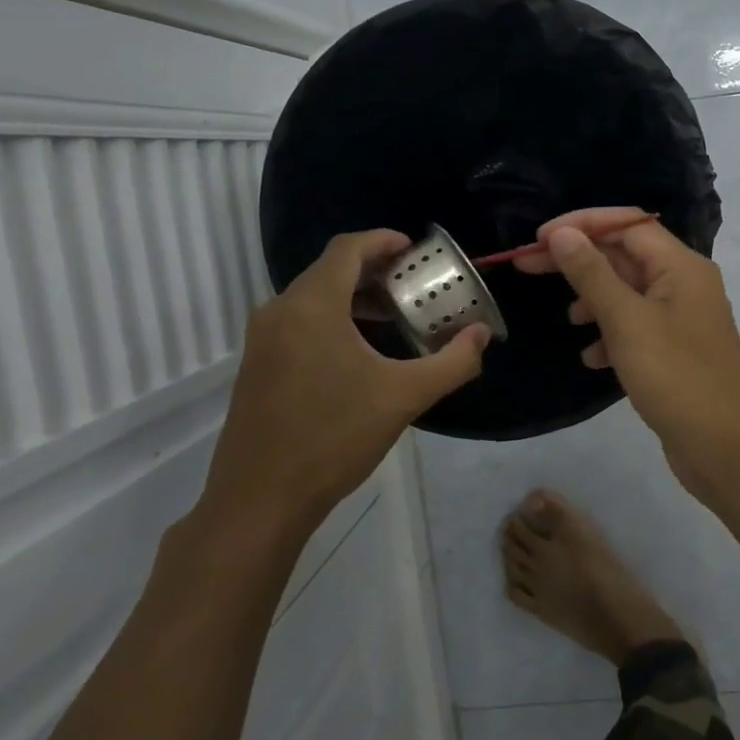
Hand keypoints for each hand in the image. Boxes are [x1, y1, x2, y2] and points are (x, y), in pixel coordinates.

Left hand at [197, 230, 489, 544]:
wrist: (259, 499)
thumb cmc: (333, 438)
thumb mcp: (404, 397)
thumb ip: (452, 362)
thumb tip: (482, 335)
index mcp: (312, 306)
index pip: (347, 249)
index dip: (382, 240)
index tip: (414, 250)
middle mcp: (280, 311)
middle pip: (329, 269)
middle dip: (373, 269)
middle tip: (413, 283)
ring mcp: (262, 339)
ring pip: (312, 296)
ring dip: (353, 296)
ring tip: (393, 315)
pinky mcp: (257, 365)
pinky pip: (299, 321)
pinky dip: (332, 318)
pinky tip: (359, 351)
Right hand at [516, 207, 739, 494]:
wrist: (726, 448)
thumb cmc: (676, 377)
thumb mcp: (627, 321)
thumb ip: (592, 274)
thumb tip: (562, 234)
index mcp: (681, 266)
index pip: (627, 224)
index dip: (582, 224)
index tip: (539, 238)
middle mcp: (686, 284)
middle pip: (626, 256)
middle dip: (580, 261)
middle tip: (528, 266)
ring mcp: (684, 319)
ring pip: (629, 293)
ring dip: (595, 299)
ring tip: (568, 318)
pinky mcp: (678, 350)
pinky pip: (638, 327)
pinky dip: (612, 334)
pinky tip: (593, 358)